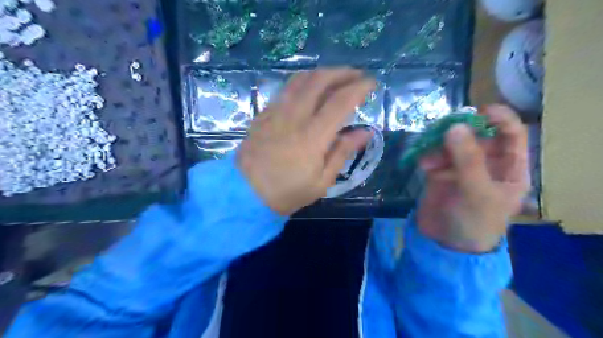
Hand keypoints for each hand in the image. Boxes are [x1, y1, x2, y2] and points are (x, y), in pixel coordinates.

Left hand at [236, 68, 375, 215]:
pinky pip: (285, 89)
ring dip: (321, 73)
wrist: (245, 194)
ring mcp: (275, 112)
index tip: (372, 82)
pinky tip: (310, 89)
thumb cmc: (287, 192)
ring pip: (299, 80)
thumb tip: (365, 132)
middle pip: (319, 81)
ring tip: (335, 77)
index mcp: (312, 137)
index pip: (340, 102)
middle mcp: (293, 117)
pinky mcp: (263, 114)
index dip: (358, 88)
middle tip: (356, 75)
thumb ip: (342, 152)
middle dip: (342, 72)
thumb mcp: (321, 181)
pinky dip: (303, 83)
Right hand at [418, 106, 528, 253]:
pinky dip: (427, 155)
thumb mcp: (477, 192)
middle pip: (476, 135)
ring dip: (439, 146)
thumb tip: (454, 126)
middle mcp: (486, 164)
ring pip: (452, 143)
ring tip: (427, 157)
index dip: (499, 118)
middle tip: (442, 130)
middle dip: (459, 132)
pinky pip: (434, 155)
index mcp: (508, 168)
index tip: (479, 110)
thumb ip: (467, 159)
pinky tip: (422, 163)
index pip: (511, 133)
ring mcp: (461, 168)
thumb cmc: (473, 222)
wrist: (445, 245)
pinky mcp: (440, 173)